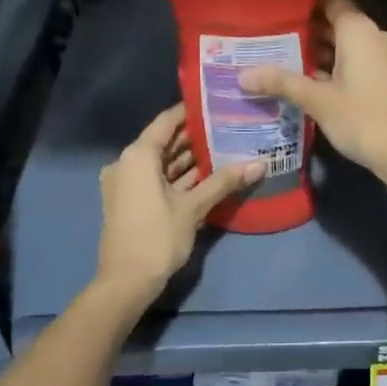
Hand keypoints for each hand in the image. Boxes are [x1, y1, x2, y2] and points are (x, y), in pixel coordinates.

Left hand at [95, 105, 259, 297]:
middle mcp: (127, 163)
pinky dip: (179, 175)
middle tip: (229, 126)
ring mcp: (127, 183)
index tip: (217, 103)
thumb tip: (261, 163)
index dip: (191, 111)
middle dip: (195, 136)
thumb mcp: (194, 207)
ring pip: (162, 162)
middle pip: (164, 141)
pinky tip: (208, 173)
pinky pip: (157, 178)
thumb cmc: (157, 237)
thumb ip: (224, 181)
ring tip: (225, 146)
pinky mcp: (132, 200)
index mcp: (138, 156)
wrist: (125, 282)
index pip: (166, 121)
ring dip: (189, 157)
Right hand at [239, 0, 386, 206]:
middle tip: (270, 36)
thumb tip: (242, 75)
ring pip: (348, 45)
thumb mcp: (318, 101)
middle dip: (307, 29)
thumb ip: (281, 82)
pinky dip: (337, 66)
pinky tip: (311, 81)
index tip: (276, 5)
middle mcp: (376, 35)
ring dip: (321, 51)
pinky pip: (359, 61)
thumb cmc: (363, 118)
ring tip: (283, 58)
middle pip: (337, 22)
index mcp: (359, 30)